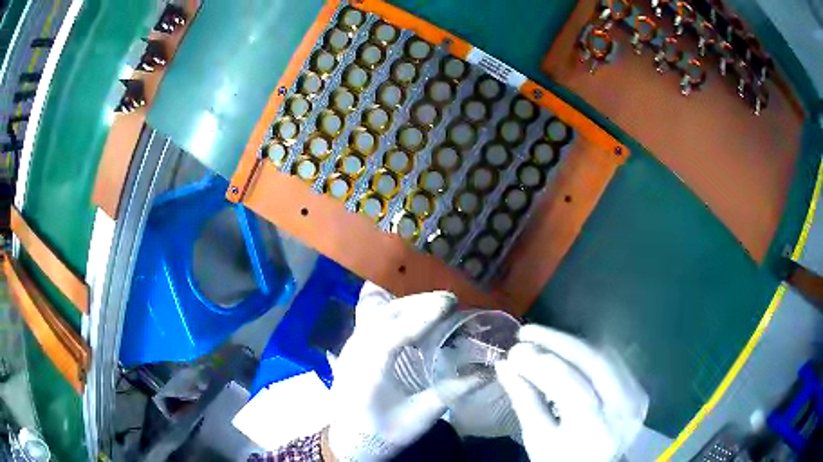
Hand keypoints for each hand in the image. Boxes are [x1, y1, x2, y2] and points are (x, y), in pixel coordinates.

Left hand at [326, 283, 481, 460]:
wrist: (349, 439)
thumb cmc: (383, 431)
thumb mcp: (419, 417)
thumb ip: (451, 393)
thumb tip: (486, 373)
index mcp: (368, 373)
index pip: (392, 336)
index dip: (421, 317)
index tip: (449, 304)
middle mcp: (353, 353)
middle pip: (383, 316)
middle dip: (416, 304)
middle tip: (449, 301)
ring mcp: (349, 348)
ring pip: (375, 313)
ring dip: (405, 304)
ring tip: (435, 304)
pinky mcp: (352, 348)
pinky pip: (370, 318)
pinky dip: (393, 310)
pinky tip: (411, 312)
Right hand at [495, 325, 647, 461]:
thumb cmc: (561, 460)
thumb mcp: (537, 438)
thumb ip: (524, 400)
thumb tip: (505, 365)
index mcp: (593, 427)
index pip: (569, 383)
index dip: (540, 362)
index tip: (514, 351)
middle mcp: (622, 408)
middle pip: (593, 361)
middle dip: (557, 341)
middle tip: (527, 332)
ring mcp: (636, 397)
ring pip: (606, 355)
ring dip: (573, 343)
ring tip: (544, 339)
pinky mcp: (639, 390)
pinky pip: (614, 361)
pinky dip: (589, 351)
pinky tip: (568, 350)